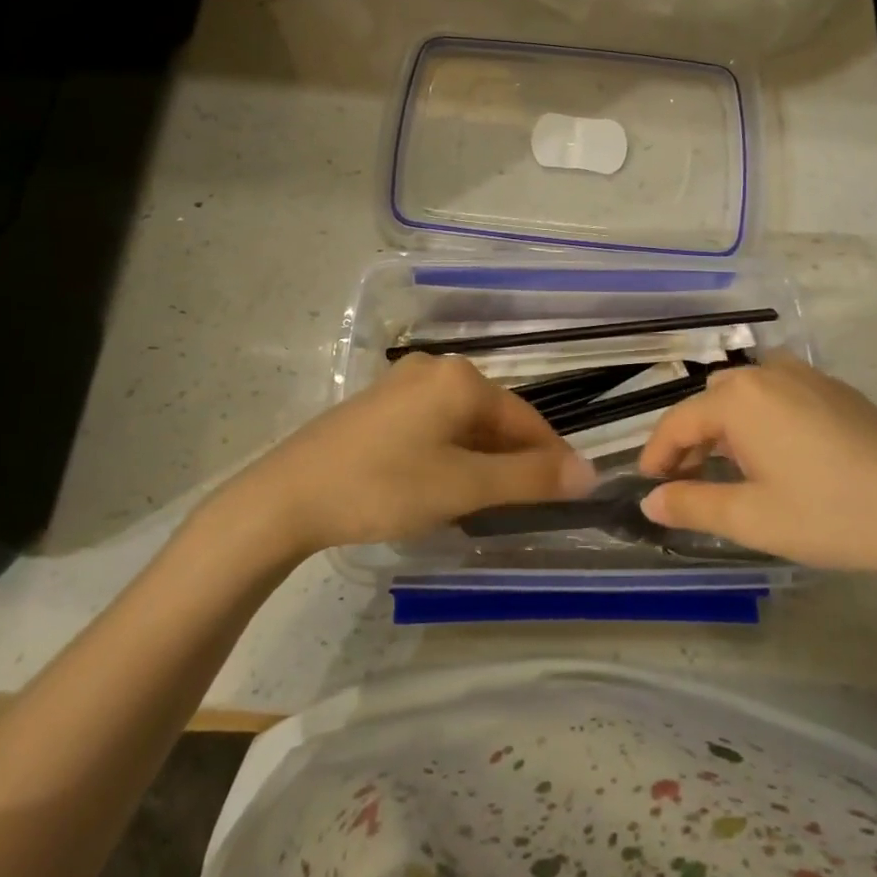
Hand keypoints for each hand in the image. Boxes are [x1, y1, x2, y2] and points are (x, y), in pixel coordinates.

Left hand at [225, 354, 596, 555]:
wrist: (287, 496)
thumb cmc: (385, 486)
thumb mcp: (464, 487)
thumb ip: (529, 479)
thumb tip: (588, 473)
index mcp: (461, 378)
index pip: (527, 419)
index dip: (551, 458)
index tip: (570, 494)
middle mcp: (435, 368)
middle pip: (494, 418)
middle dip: (513, 461)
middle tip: (522, 508)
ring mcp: (403, 383)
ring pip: (463, 423)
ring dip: (482, 460)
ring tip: (484, 504)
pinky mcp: (379, 404)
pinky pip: (434, 425)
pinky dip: (450, 454)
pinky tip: (441, 485)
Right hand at [637, 354, 876, 590]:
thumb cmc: (832, 515)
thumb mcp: (752, 518)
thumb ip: (692, 505)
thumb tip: (650, 501)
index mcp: (738, 398)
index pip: (677, 422)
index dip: (657, 454)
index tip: (648, 485)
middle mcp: (766, 373)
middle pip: (709, 402)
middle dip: (691, 440)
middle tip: (688, 482)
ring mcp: (805, 375)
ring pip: (744, 393)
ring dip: (725, 426)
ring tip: (730, 469)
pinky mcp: (834, 389)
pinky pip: (777, 393)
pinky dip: (759, 417)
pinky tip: (776, 454)